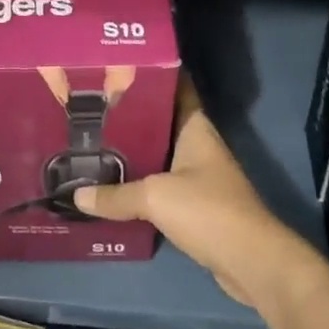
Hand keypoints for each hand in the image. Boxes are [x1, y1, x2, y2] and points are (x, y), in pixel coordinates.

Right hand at [72, 77, 323, 307]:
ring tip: (95, 145)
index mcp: (195, 129)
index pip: (177, 88)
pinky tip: (114, 188)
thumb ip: (116, 195)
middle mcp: (199, 147)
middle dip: (131, 116)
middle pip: (162, 123)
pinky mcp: (197, 207)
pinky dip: (141, 186)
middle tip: (93, 109)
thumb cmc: (208, 211)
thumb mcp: (154, 197)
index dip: (153, 75)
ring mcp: (200, 178)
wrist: (251, 262)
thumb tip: (77, 196)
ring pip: (160, 156)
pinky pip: (162, 187)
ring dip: (134, 153)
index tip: (121, 66)